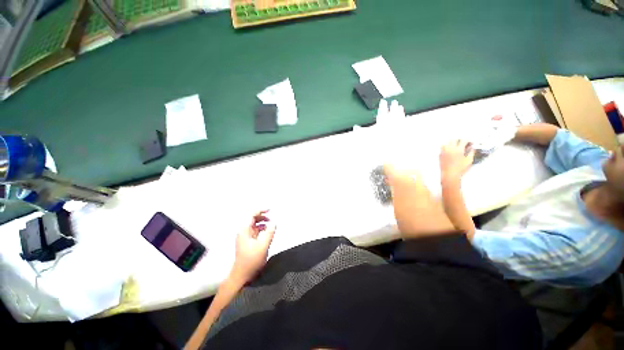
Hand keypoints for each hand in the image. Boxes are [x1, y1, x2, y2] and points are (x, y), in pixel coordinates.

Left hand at [230, 210, 275, 284]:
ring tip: (271, 225)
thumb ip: (270, 232)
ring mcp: (244, 237)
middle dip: (262, 216)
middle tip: (272, 217)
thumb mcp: (263, 245)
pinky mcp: (247, 242)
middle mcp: (243, 232)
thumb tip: (274, 222)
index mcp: (244, 230)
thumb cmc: (251, 260)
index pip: (251, 215)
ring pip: (254, 225)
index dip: (261, 210)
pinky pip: (255, 231)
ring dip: (262, 223)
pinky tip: (267, 232)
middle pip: (252, 219)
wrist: (242, 276)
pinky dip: (261, 229)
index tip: (270, 209)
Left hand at [440, 140, 473, 181]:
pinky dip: (446, 148)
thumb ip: (471, 153)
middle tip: (462, 143)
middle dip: (459, 140)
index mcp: (458, 150)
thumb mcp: (469, 160)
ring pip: (446, 143)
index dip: (468, 141)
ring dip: (451, 143)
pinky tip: (449, 151)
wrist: (449, 175)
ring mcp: (444, 152)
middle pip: (453, 140)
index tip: (470, 143)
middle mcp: (450, 149)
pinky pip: (442, 148)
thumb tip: (472, 149)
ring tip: (455, 146)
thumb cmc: (460, 169)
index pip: (463, 140)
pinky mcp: (440, 155)